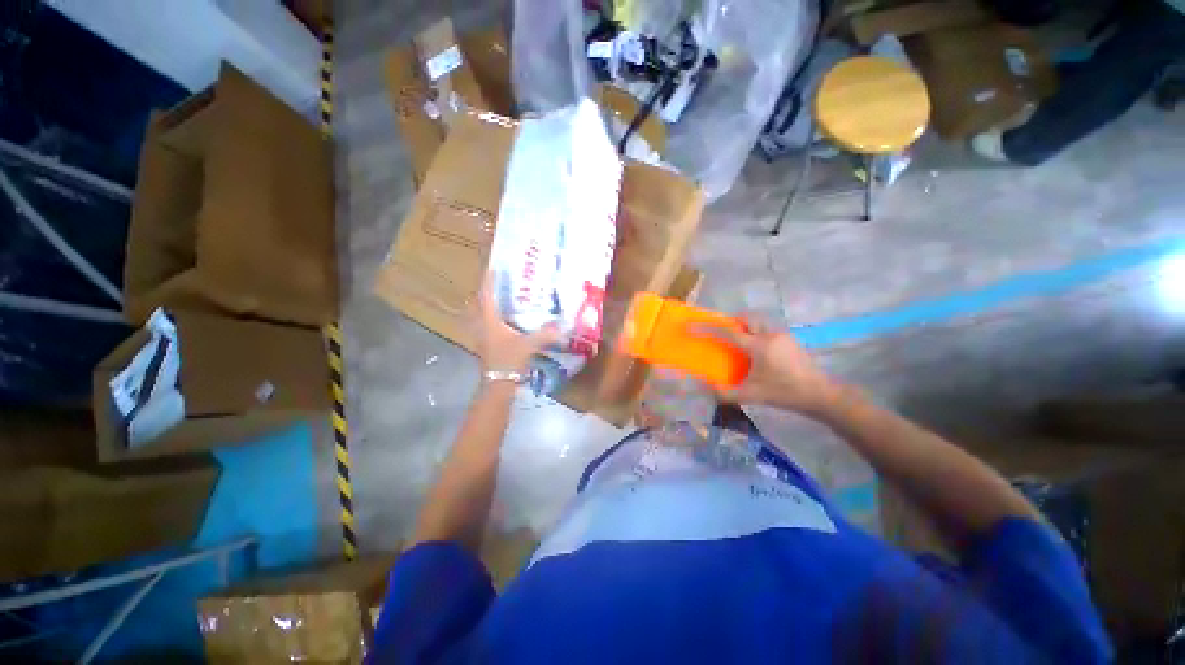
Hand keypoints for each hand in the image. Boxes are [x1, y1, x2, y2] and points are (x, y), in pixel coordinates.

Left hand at [474, 273, 560, 374]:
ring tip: (498, 299)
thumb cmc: (508, 360)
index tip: (492, 268)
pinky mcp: (486, 345)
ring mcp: (482, 337)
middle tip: (496, 284)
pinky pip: (485, 326)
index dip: (488, 281)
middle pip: (477, 305)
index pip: (486, 296)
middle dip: (484, 293)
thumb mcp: (528, 345)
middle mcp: (482, 326)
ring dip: (485, 306)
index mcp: (489, 321)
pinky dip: (491, 319)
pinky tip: (503, 322)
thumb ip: (544, 334)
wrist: (497, 384)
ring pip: (479, 316)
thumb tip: (562, 326)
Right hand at [700, 316, 842, 414]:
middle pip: (746, 318)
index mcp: (758, 346)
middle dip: (730, 322)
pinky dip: (756, 333)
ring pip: (758, 322)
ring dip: (745, 326)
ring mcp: (782, 335)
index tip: (691, 326)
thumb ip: (725, 393)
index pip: (727, 333)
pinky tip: (757, 351)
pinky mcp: (791, 339)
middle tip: (722, 333)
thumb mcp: (752, 395)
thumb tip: (704, 388)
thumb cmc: (784, 393)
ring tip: (738, 343)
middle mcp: (769, 335)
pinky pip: (767, 329)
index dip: (706, 329)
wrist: (821, 394)